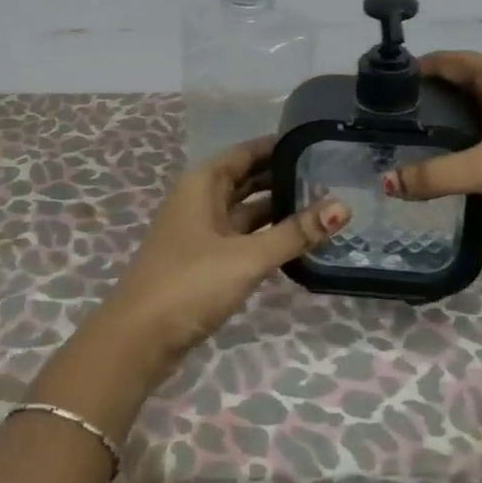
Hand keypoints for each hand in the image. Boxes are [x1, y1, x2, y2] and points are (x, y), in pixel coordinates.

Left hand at [95, 137, 346, 378]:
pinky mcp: (205, 261)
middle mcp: (201, 200)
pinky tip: (297, 240)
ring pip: (246, 210)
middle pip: (247, 179)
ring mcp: (201, 232)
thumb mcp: (247, 256)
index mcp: (203, 183)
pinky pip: (242, 236)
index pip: (247, 152)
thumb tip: (343, 207)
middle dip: (283, 177)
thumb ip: (295, 233)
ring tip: (323, 205)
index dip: (279, 146)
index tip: (318, 142)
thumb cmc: (190, 284)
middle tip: (331, 175)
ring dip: (278, 208)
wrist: (139, 339)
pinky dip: (267, 235)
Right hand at [385, 51, 481, 247]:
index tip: (373, 94)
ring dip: (442, 126)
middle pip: (454, 85)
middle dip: (421, 102)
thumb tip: (387, 183)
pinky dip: (464, 144)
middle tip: (383, 127)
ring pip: (470, 112)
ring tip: (404, 147)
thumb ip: (438, 175)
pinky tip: (444, 165)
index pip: (442, 61)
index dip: (408, 73)